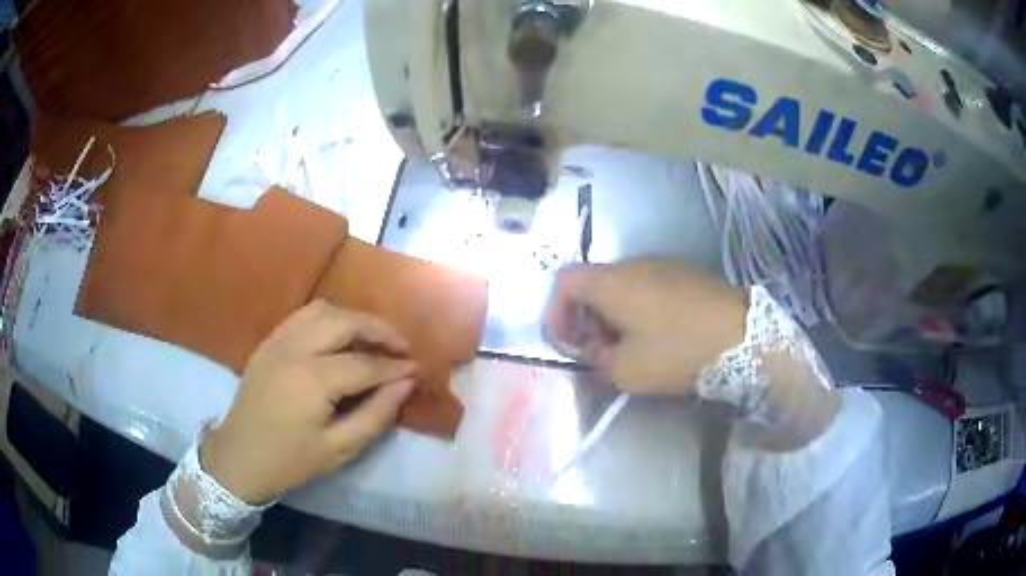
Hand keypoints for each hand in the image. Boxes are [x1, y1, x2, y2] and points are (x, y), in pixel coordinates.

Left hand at [201, 301, 415, 503]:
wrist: (239, 457)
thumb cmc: (290, 460)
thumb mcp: (339, 448)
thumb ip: (376, 414)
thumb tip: (406, 383)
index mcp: (312, 380)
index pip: (365, 363)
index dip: (394, 366)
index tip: (417, 368)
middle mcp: (294, 349)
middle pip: (345, 321)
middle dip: (379, 329)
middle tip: (401, 346)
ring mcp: (277, 341)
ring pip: (323, 310)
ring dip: (353, 318)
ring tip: (373, 338)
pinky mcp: (268, 342)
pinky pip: (303, 315)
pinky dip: (328, 318)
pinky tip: (339, 337)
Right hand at [544, 260, 747, 394]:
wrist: (741, 335)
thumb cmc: (677, 351)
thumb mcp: (627, 370)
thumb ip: (598, 359)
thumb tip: (595, 349)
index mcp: (611, 282)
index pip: (564, 281)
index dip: (556, 311)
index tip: (565, 342)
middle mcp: (632, 265)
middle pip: (592, 284)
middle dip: (585, 318)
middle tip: (596, 352)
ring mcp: (661, 267)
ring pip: (620, 287)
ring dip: (612, 316)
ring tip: (626, 349)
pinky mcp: (684, 276)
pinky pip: (646, 288)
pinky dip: (637, 311)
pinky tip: (654, 338)